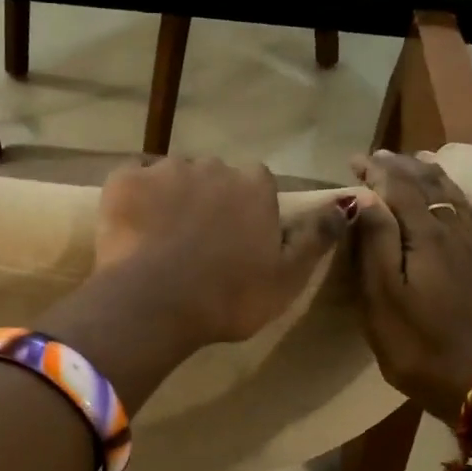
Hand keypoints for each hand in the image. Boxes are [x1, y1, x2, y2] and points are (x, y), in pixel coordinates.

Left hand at [94, 157, 354, 349]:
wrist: (155, 303)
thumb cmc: (228, 297)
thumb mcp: (287, 278)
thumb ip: (316, 238)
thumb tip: (346, 204)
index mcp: (254, 186)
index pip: (256, 185)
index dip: (246, 211)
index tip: (237, 240)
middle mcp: (212, 166)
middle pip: (213, 178)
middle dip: (207, 202)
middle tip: (196, 244)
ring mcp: (165, 169)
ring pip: (171, 178)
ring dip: (169, 199)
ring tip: (161, 241)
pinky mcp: (124, 180)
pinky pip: (131, 182)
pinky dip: (133, 200)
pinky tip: (131, 230)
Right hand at [350, 150, 471, 425]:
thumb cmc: (421, 346)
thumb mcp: (383, 299)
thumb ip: (375, 244)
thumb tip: (366, 197)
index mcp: (427, 237)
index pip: (401, 188)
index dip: (378, 171)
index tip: (355, 159)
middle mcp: (455, 233)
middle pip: (431, 186)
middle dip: (403, 167)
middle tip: (380, 157)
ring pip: (455, 197)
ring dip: (433, 175)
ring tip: (419, 160)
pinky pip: (471, 216)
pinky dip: (457, 196)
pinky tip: (454, 200)